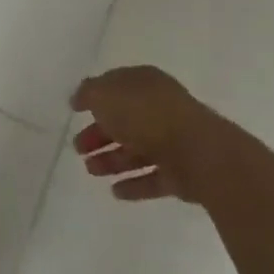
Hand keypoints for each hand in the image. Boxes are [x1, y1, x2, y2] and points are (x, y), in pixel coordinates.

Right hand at [70, 67, 220, 202]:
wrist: (198, 153)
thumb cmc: (146, 115)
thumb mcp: (105, 94)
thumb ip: (88, 93)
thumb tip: (79, 97)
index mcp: (145, 83)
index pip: (116, 86)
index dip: (94, 97)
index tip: (75, 111)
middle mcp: (160, 108)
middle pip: (124, 121)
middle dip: (99, 134)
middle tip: (78, 147)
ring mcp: (174, 141)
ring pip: (136, 150)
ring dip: (112, 160)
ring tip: (91, 171)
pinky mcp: (183, 173)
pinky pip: (153, 177)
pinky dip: (134, 184)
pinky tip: (115, 191)